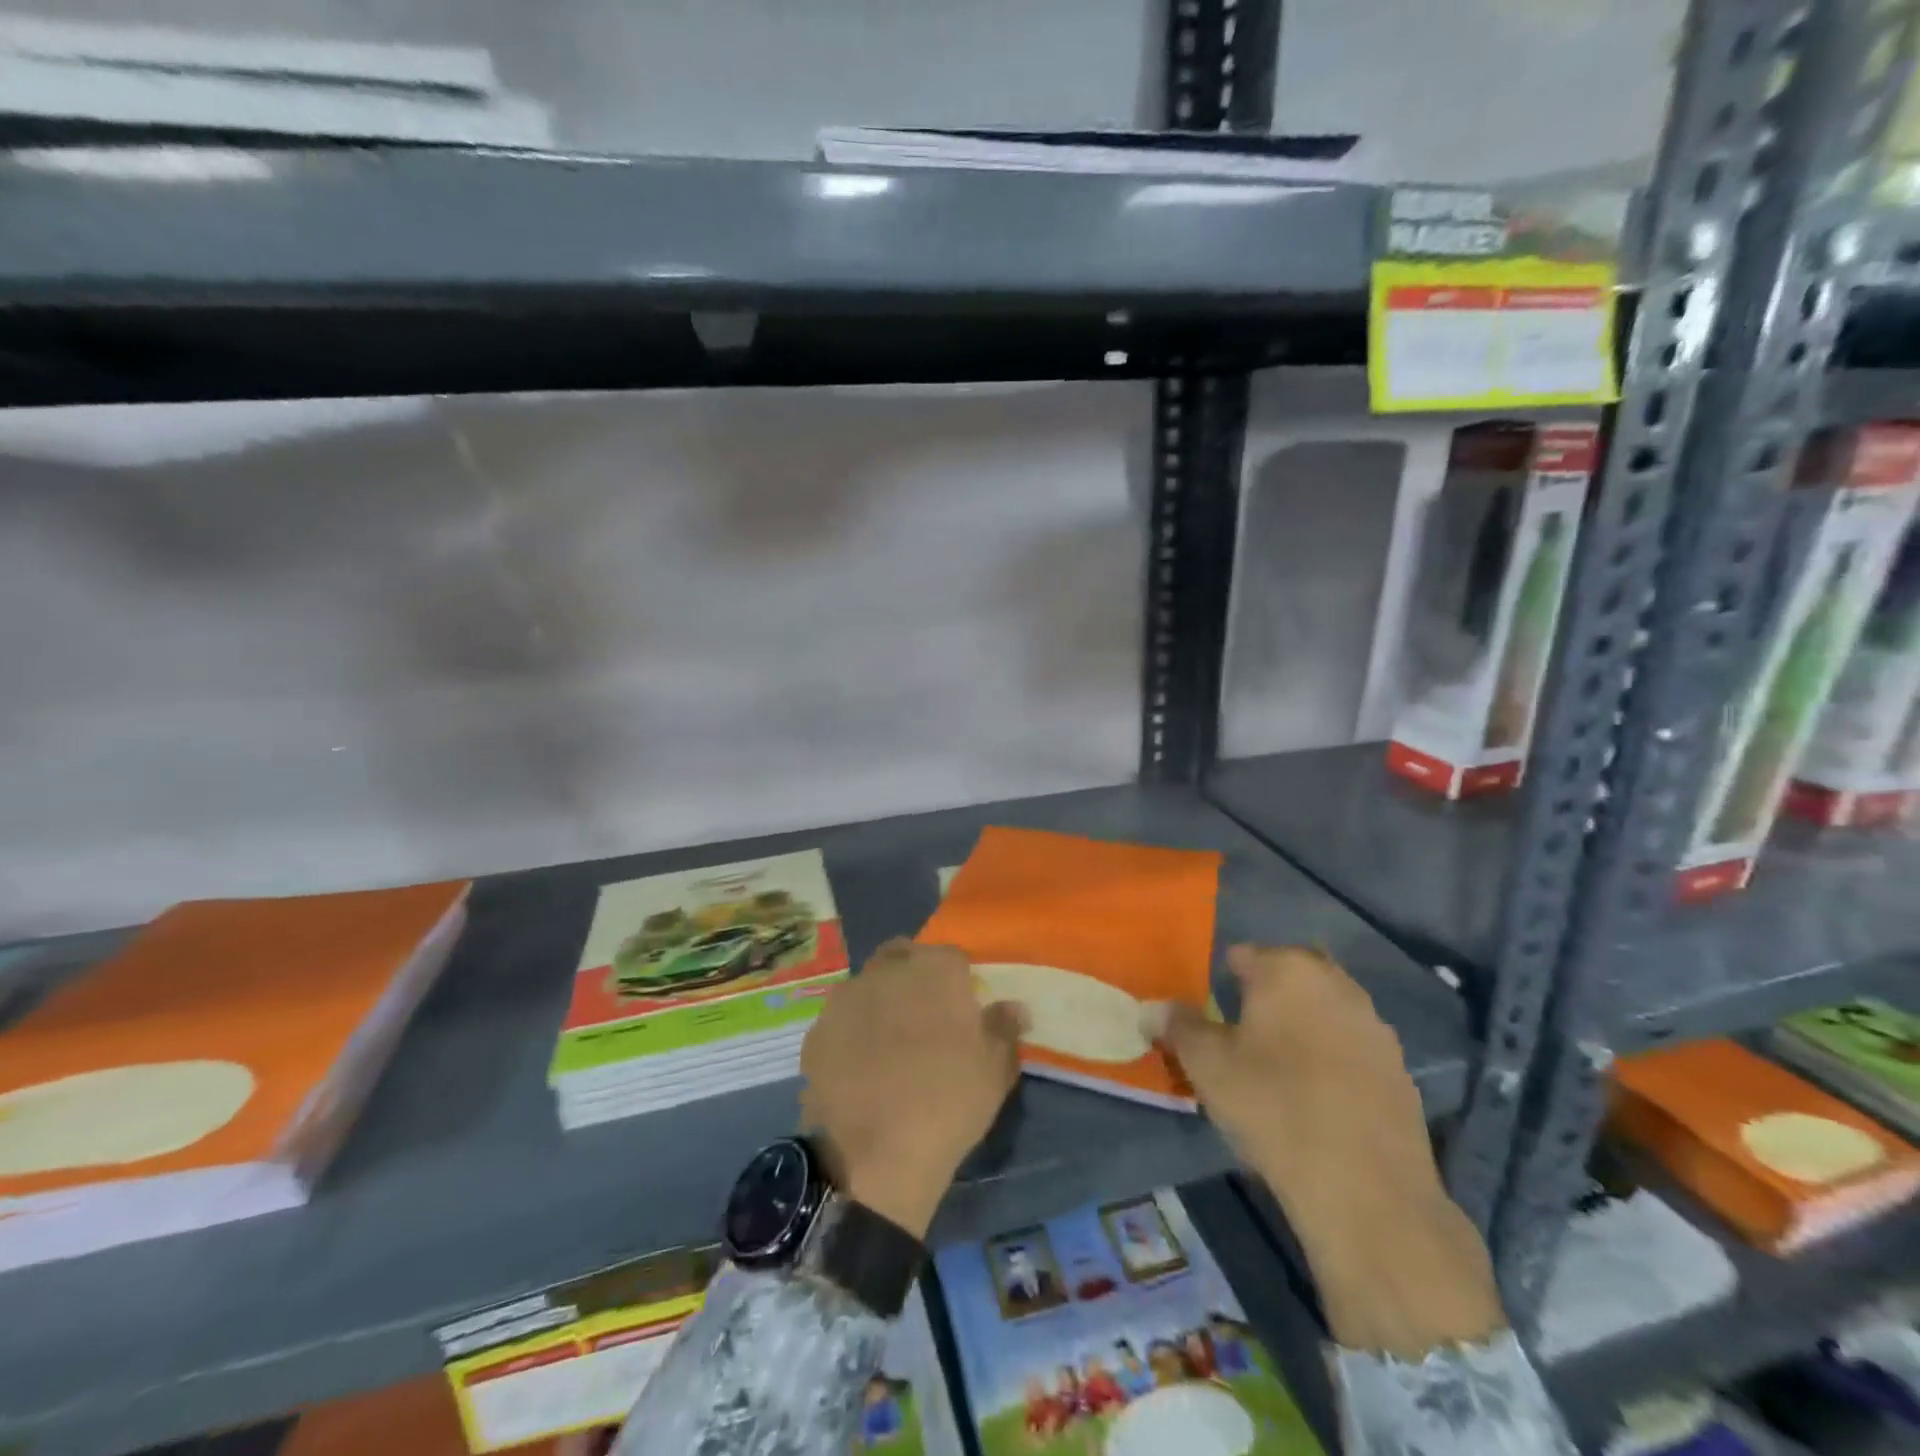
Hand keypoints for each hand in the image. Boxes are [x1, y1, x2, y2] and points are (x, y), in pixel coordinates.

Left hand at [800, 939, 1023, 1239]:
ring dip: (881, 1002)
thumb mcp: (996, 1070)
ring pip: (869, 985)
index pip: (952, 957)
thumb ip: (1004, 1028)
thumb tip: (1013, 1006)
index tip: (963, 1010)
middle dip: (914, 976)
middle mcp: (888, 970)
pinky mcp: (817, 1030)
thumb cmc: (948, 1102)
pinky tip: (860, 1068)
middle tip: (925, 1017)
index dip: (959, 980)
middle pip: (904, 957)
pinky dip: (852, 1034)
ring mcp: (846, 997)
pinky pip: (841, 1021)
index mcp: (935, 969)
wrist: (873, 1155)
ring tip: (889, 1046)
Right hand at [1158, 945, 1504, 1356]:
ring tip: (1276, 1066)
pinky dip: (1331, 1059)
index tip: (1207, 1012)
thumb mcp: (1206, 1065)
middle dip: (1266, 995)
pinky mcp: (1399, 1070)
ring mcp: (1374, 1026)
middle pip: (1290, 975)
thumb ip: (1178, 1026)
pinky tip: (1315, 1097)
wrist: (1366, 1190)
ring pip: (1324, 1010)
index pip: (1243, 954)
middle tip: (1239, 1033)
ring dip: (1301, 1025)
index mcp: (1288, 968)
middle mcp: (1336, 983)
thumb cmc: (1273, 1107)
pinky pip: (1351, 1048)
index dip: (1220, 979)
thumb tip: (1152, 1008)